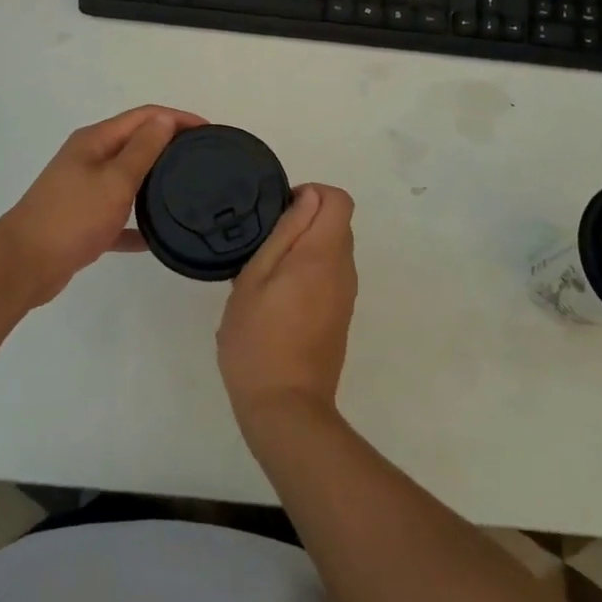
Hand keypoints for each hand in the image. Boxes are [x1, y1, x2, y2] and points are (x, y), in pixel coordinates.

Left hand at [0, 105, 205, 301]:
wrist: (24, 264)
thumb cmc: (73, 217)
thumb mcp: (115, 180)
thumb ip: (143, 149)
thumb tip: (165, 119)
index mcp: (95, 140)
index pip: (144, 117)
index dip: (177, 118)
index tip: (209, 130)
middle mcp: (88, 158)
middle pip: (135, 142)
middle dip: (168, 144)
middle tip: (203, 158)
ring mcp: (82, 189)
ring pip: (126, 178)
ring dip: (153, 179)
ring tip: (186, 190)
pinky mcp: (81, 219)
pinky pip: (116, 215)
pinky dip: (135, 221)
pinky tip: (155, 237)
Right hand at [217, 184, 358, 429]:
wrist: (285, 407)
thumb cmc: (258, 339)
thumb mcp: (255, 278)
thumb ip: (284, 233)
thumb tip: (307, 198)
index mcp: (324, 254)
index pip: (339, 199)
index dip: (310, 195)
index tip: (279, 213)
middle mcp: (344, 269)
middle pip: (336, 223)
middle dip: (304, 221)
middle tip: (263, 245)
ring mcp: (345, 295)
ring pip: (332, 250)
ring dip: (303, 249)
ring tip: (265, 274)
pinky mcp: (340, 316)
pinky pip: (329, 275)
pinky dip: (308, 272)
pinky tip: (277, 299)